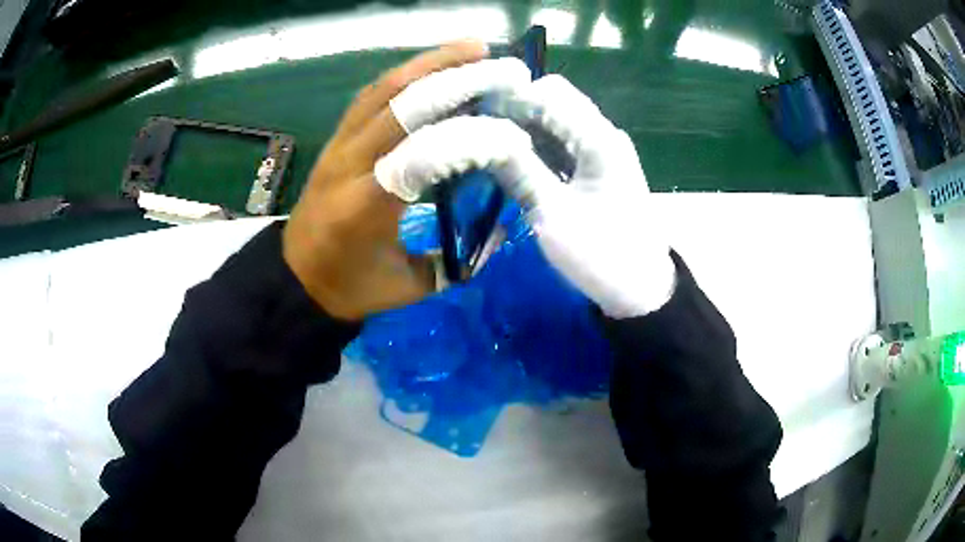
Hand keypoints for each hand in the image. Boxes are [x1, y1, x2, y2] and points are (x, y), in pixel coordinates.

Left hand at [283, 41, 529, 319]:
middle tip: (506, 68)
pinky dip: (408, 74)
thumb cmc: (351, 288)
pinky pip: (372, 94)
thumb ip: (455, 257)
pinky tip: (436, 65)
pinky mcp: (336, 137)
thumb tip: (497, 225)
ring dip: (433, 63)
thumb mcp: (408, 286)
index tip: (514, 136)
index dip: (471, 139)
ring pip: (385, 88)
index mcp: (364, 207)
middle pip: (403, 105)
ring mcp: (338, 144)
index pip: (422, 156)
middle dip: (459, 80)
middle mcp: (348, 164)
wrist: (295, 278)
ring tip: (475, 49)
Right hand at [375, 75, 674, 317]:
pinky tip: (510, 159)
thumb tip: (480, 137)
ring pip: (554, 121)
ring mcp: (600, 150)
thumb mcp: (554, 216)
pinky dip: (535, 146)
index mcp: (598, 139)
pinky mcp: (596, 168)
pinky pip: (560, 143)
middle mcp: (601, 134)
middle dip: (513, 110)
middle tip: (476, 132)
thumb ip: (518, 171)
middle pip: (552, 101)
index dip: (509, 98)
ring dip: (522, 128)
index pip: (549, 93)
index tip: (471, 116)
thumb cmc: (602, 255)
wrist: (642, 289)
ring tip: (485, 144)